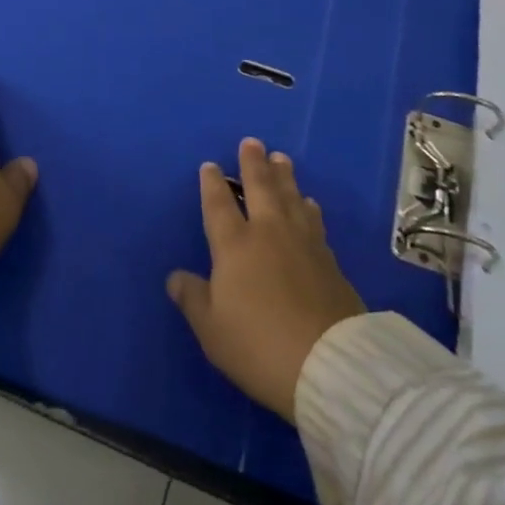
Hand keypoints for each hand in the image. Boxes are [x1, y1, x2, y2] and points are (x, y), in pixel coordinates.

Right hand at [166, 137, 365, 422]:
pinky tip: (309, 203)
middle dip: (253, 163)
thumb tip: (174, 276)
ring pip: (290, 197)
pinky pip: (313, 219)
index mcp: (235, 245)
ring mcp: (302, 242)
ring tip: (281, 159)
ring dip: (284, 176)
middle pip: (260, 187)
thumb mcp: (212, 329)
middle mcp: (268, 232)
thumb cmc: (258, 345)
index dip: (212, 184)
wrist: (328, 362)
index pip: (219, 204)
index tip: (210, 165)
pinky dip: (307, 206)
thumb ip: (193, 298)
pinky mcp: (329, 259)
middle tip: (252, 142)